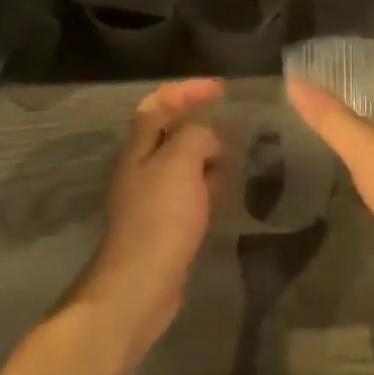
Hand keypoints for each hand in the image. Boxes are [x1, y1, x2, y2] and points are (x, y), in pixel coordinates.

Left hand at [78, 78, 223, 355]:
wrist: (140, 285)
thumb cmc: (159, 219)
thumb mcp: (180, 164)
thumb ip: (196, 137)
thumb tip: (209, 139)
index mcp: (139, 149)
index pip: (158, 104)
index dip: (186, 90)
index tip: (220, 88)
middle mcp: (140, 168)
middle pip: (168, 132)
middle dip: (199, 122)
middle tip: (232, 125)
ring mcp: (150, 197)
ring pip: (181, 162)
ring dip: (205, 154)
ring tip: (234, 157)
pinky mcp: (163, 223)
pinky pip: (188, 190)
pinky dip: (206, 183)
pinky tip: (223, 194)